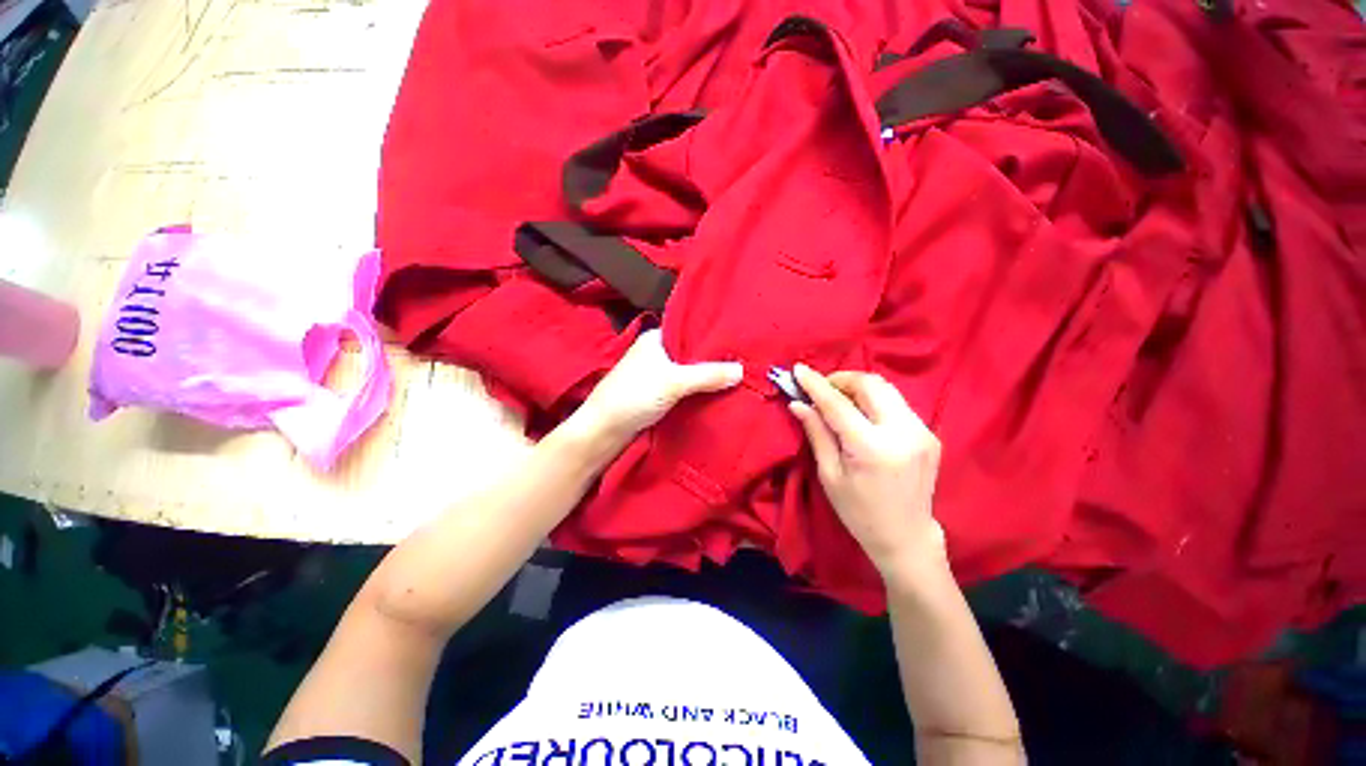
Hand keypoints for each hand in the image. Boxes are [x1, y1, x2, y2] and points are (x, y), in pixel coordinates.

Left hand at [570, 330, 742, 449]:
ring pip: (687, 372)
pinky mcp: (656, 394)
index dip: (712, 335)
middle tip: (744, 362)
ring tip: (737, 377)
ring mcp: (655, 374)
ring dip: (705, 377)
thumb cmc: (634, 396)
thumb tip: (741, 370)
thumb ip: (708, 375)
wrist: (604, 431)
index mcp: (655, 338)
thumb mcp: (674, 382)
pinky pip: (683, 388)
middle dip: (713, 360)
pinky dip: (697, 391)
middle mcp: (655, 353)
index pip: (689, 330)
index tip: (738, 341)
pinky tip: (716, 393)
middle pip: (690, 353)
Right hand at [790, 365, 946, 585]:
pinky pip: (896, 403)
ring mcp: (922, 431)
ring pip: (886, 389)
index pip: (839, 404)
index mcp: (873, 448)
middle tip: (821, 389)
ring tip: (838, 400)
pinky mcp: (929, 433)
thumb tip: (798, 403)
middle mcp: (903, 432)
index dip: (816, 384)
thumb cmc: (859, 512)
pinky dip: (873, 400)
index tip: (799, 369)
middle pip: (871, 384)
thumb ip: (817, 433)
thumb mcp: (830, 475)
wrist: (906, 536)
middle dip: (842, 379)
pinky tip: (860, 414)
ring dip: (858, 387)